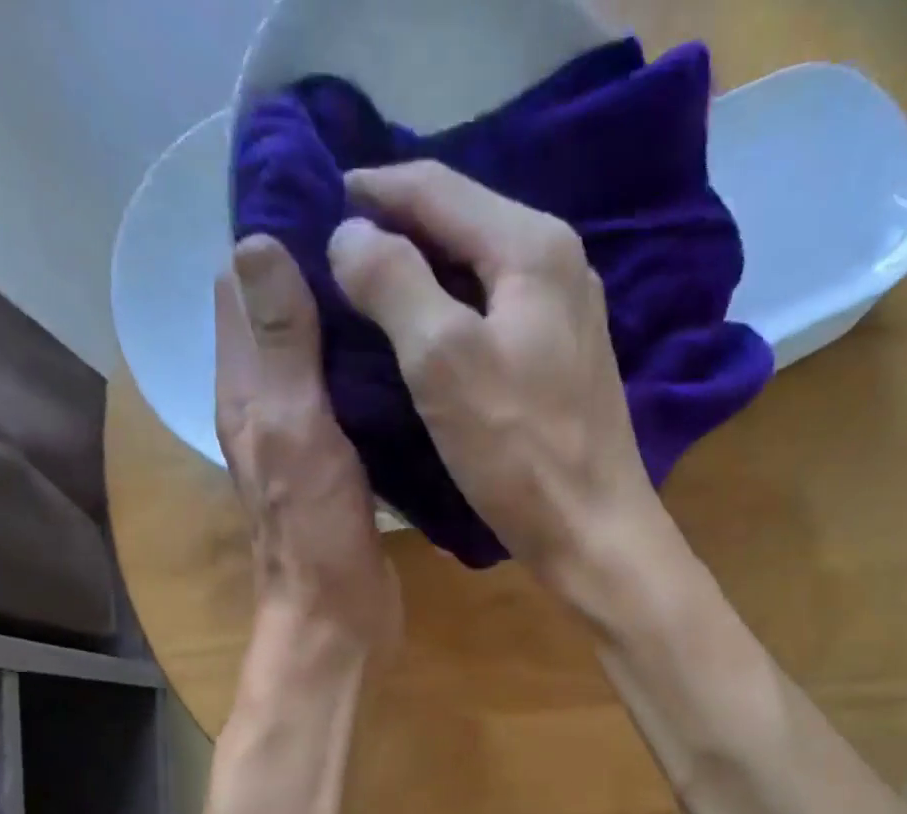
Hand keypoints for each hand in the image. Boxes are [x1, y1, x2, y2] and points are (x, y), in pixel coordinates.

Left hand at [216, 236, 401, 659]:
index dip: (274, 236)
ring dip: (350, 323)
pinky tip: (411, 357)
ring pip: (320, 360)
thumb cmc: (314, 532)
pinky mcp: (340, 467)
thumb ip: (280, 345)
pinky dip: (371, 372)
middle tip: (386, 238)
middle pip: (283, 320)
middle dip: (320, 274)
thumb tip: (254, 239)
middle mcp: (267, 407)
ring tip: (404, 284)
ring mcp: (305, 439)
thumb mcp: (295, 429)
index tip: (333, 199)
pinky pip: (350, 401)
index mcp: (245, 391)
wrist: (336, 620)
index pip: (240, 288)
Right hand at [326, 161, 665, 593]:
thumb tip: (349, 232)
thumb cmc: (519, 452)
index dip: (371, 190)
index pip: (437, 187)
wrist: (593, 533)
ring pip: (477, 270)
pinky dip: (450, 313)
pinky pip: (494, 313)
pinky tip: (422, 336)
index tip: (312, 200)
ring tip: (366, 289)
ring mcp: (566, 316)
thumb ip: (393, 282)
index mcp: (532, 247)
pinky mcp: (563, 362)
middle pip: (461, 222)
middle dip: (396, 227)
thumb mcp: (443, 360)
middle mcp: (559, 265)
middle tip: (332, 248)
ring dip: (422, 272)